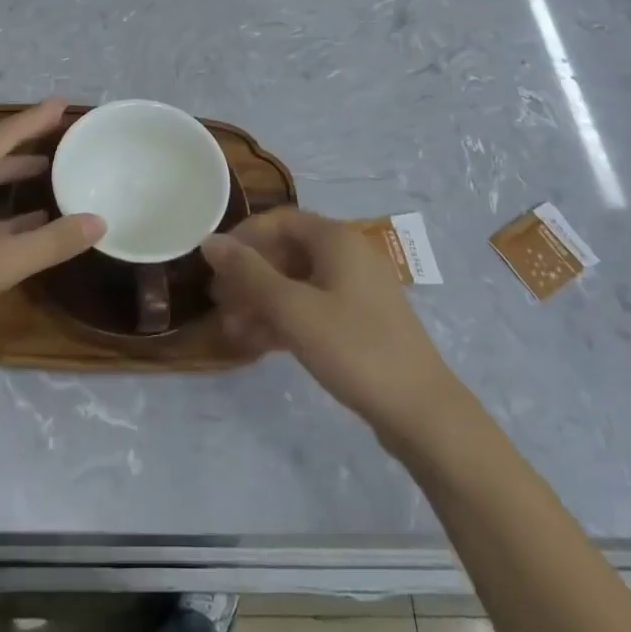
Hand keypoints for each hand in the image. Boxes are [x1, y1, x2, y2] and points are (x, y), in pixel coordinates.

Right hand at [203, 208, 457, 440]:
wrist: (420, 411)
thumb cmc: (354, 348)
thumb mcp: (293, 309)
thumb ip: (249, 273)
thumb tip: (209, 240)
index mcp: (336, 239)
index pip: (279, 220)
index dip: (243, 237)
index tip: (213, 263)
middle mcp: (347, 255)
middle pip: (286, 252)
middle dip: (249, 275)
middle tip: (217, 301)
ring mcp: (356, 290)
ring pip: (297, 283)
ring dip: (261, 301)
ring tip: (230, 329)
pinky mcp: (359, 322)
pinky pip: (312, 308)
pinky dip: (284, 320)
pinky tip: (256, 344)